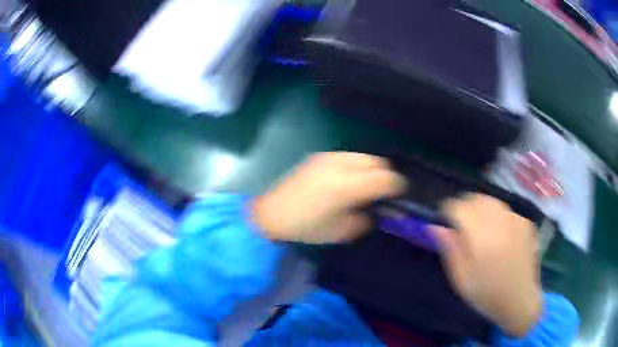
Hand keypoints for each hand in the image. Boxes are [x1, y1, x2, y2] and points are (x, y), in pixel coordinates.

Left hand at [251, 152, 405, 243]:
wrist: (272, 213)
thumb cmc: (306, 228)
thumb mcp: (341, 231)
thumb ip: (367, 219)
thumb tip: (381, 210)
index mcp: (346, 186)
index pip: (385, 178)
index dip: (398, 186)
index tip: (400, 196)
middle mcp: (340, 165)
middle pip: (377, 162)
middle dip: (386, 176)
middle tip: (384, 193)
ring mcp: (329, 157)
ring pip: (364, 157)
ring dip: (372, 169)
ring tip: (366, 187)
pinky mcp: (320, 156)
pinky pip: (349, 157)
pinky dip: (357, 166)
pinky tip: (349, 181)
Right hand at [431, 194, 541, 337]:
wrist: (519, 300)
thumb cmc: (486, 294)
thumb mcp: (460, 279)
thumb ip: (449, 250)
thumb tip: (435, 226)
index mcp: (482, 238)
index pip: (459, 207)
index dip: (448, 210)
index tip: (446, 221)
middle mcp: (501, 222)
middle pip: (476, 198)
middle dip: (465, 207)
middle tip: (462, 226)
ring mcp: (516, 220)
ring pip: (492, 201)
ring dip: (481, 209)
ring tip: (481, 230)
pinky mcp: (526, 222)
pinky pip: (506, 211)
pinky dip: (498, 217)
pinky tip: (500, 236)